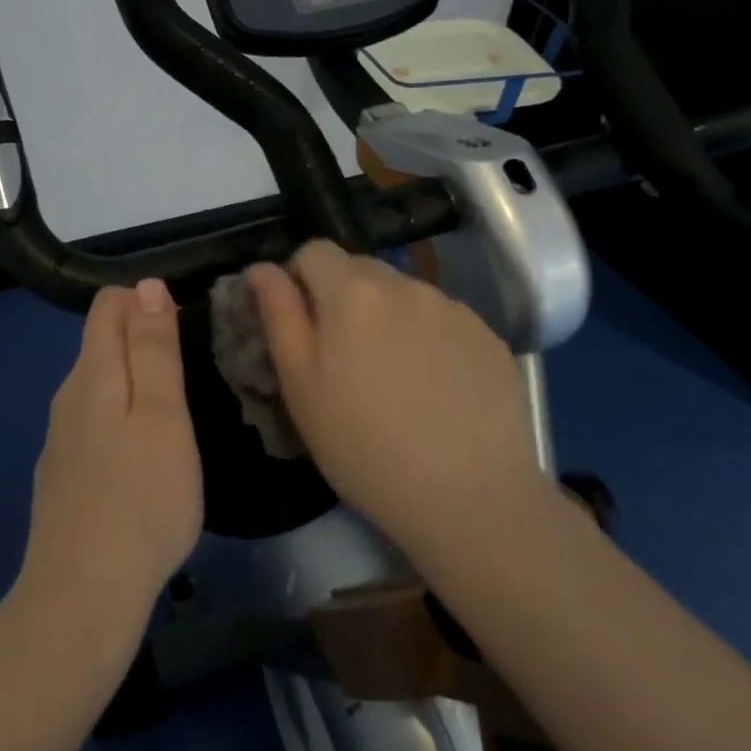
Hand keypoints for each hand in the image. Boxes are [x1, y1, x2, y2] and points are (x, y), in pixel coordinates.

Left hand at [18, 280, 203, 625]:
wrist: (82, 594)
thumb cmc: (142, 499)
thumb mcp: (164, 416)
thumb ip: (154, 349)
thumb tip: (146, 287)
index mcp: (93, 373)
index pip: (108, 304)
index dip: (147, 303)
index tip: (185, 332)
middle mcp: (68, 396)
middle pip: (101, 342)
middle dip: (142, 341)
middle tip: (189, 378)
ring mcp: (59, 438)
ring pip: (98, 386)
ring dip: (133, 385)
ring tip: (173, 419)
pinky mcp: (60, 474)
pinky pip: (92, 425)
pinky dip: (119, 422)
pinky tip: (140, 461)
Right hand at [246, 242, 551, 565]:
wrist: (470, 499)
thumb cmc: (364, 446)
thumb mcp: (301, 385)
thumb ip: (279, 314)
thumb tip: (261, 268)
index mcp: (353, 291)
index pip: (313, 251)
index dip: (299, 281)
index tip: (303, 327)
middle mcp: (406, 285)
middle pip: (360, 269)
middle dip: (343, 299)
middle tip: (344, 359)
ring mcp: (454, 309)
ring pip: (403, 295)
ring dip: (387, 318)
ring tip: (393, 379)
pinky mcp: (489, 337)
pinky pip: (442, 320)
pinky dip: (429, 339)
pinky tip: (434, 389)